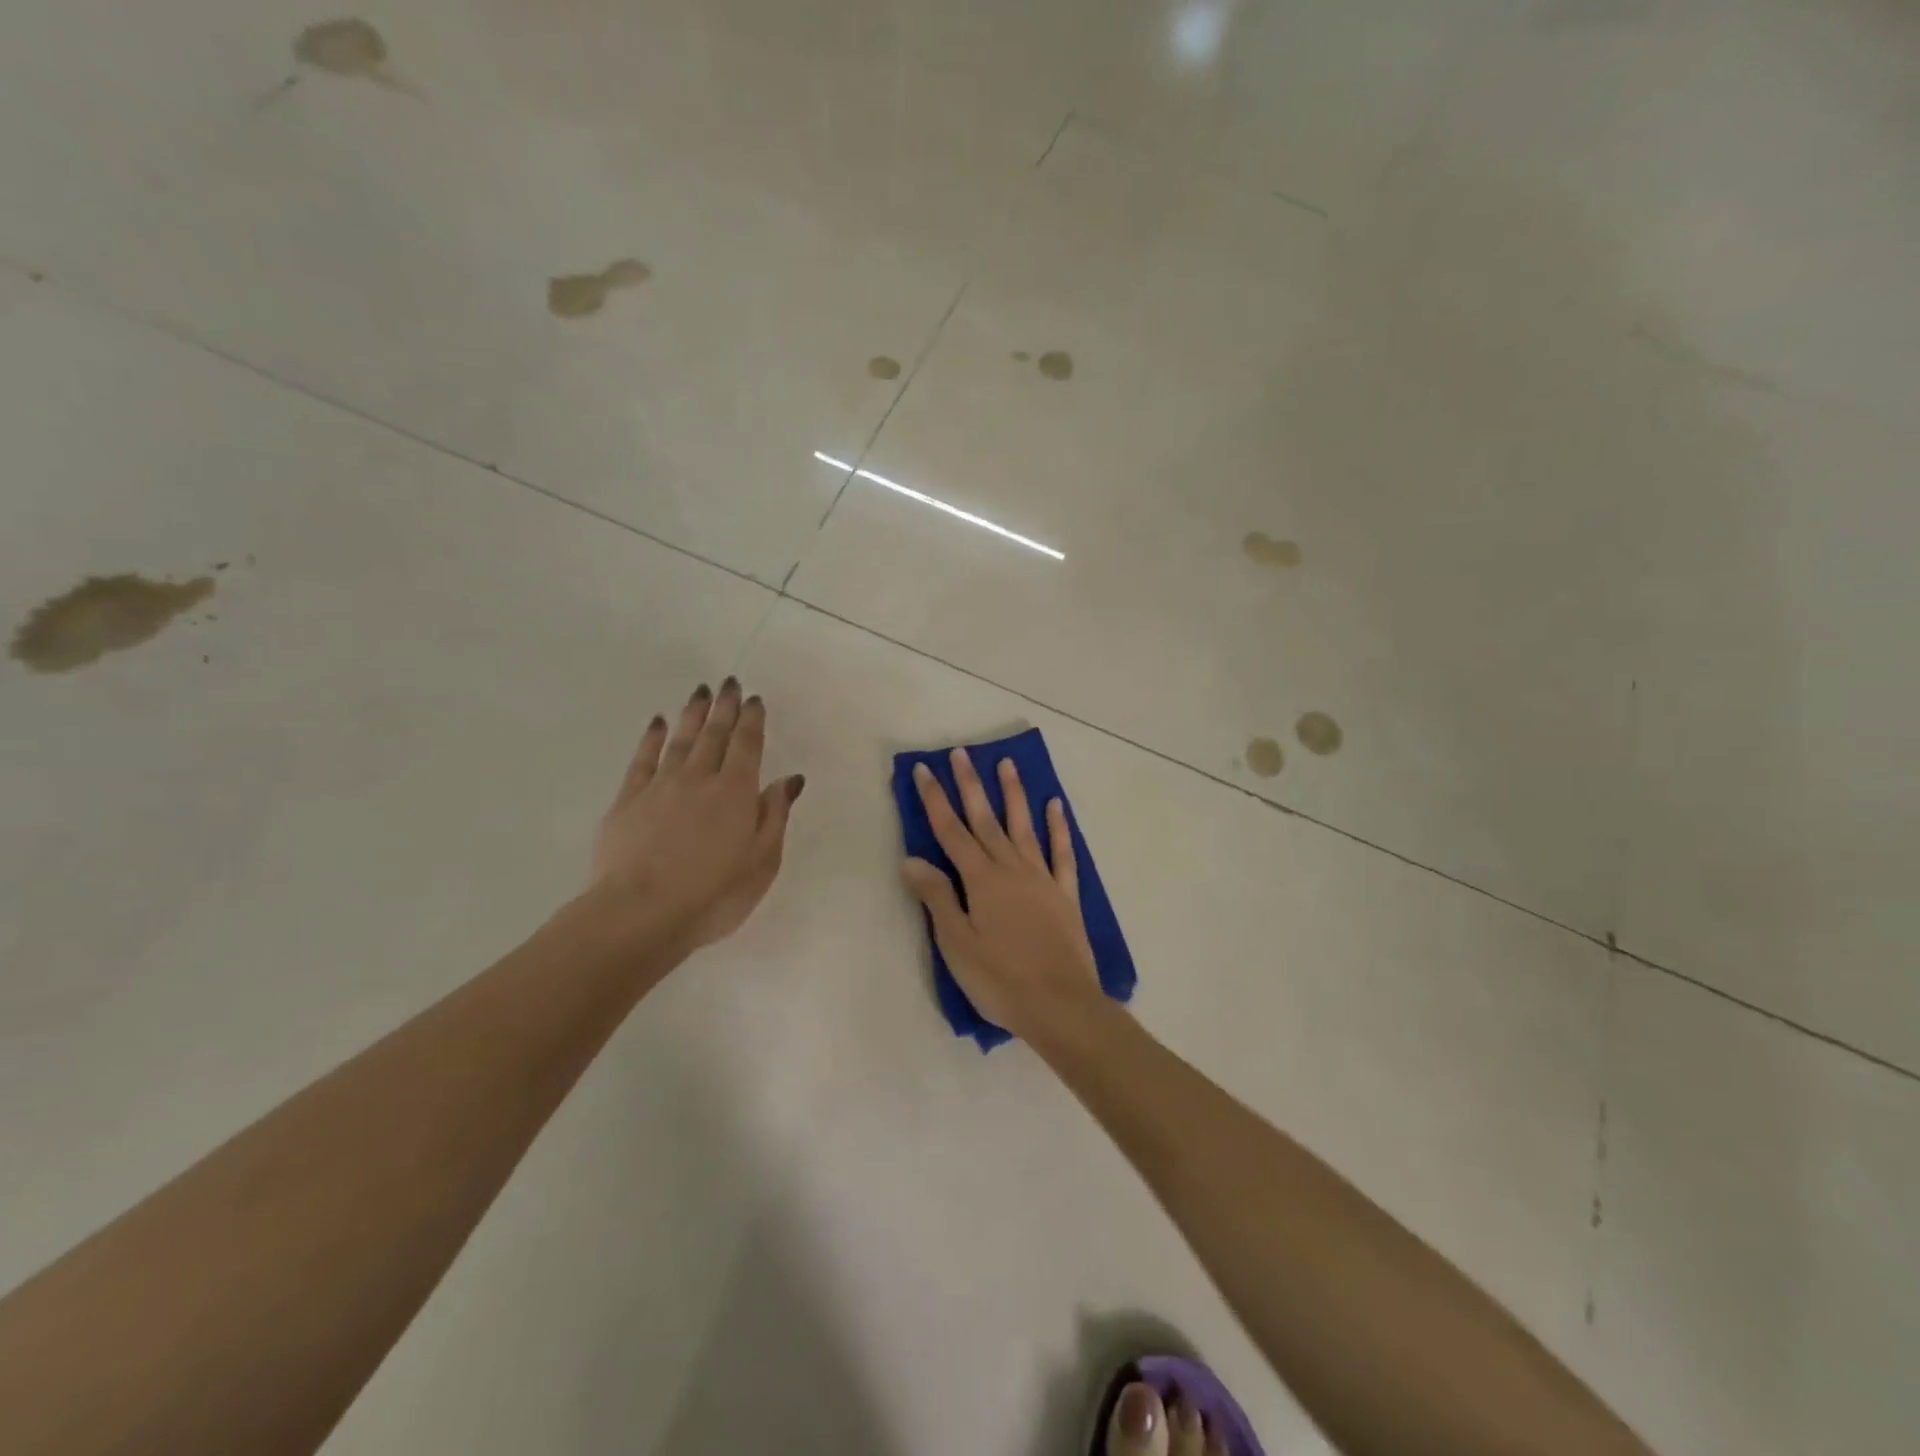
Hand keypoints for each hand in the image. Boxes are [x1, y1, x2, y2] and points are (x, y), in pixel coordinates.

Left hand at [591, 678, 804, 951]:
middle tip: (729, 682)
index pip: (747, 746)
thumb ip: (774, 815)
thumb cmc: (714, 894)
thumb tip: (788, 779)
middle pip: (714, 735)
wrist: (640, 914)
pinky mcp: (628, 800)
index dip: (752, 720)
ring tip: (700, 692)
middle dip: (724, 707)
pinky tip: (656, 722)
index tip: (754, 699)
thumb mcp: (762, 862)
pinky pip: (642, 759)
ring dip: (692, 714)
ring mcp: (660, 786)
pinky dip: (651, 738)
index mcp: (736, 793)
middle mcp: (700, 779)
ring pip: (680, 740)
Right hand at [902, 748, 1099, 1041]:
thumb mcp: (957, 944)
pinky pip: (1062, 853)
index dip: (935, 800)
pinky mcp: (1065, 895)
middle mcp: (1011, 869)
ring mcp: (1042, 879)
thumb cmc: (1000, 980)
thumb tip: (912, 859)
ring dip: (1014, 794)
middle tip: (961, 753)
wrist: (1061, 1005)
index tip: (924, 770)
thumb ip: (936, 898)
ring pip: (1023, 827)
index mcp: (981, 881)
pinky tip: (1055, 806)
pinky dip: (1058, 828)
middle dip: (970, 785)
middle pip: (986, 820)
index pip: (951, 832)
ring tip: (1006, 764)